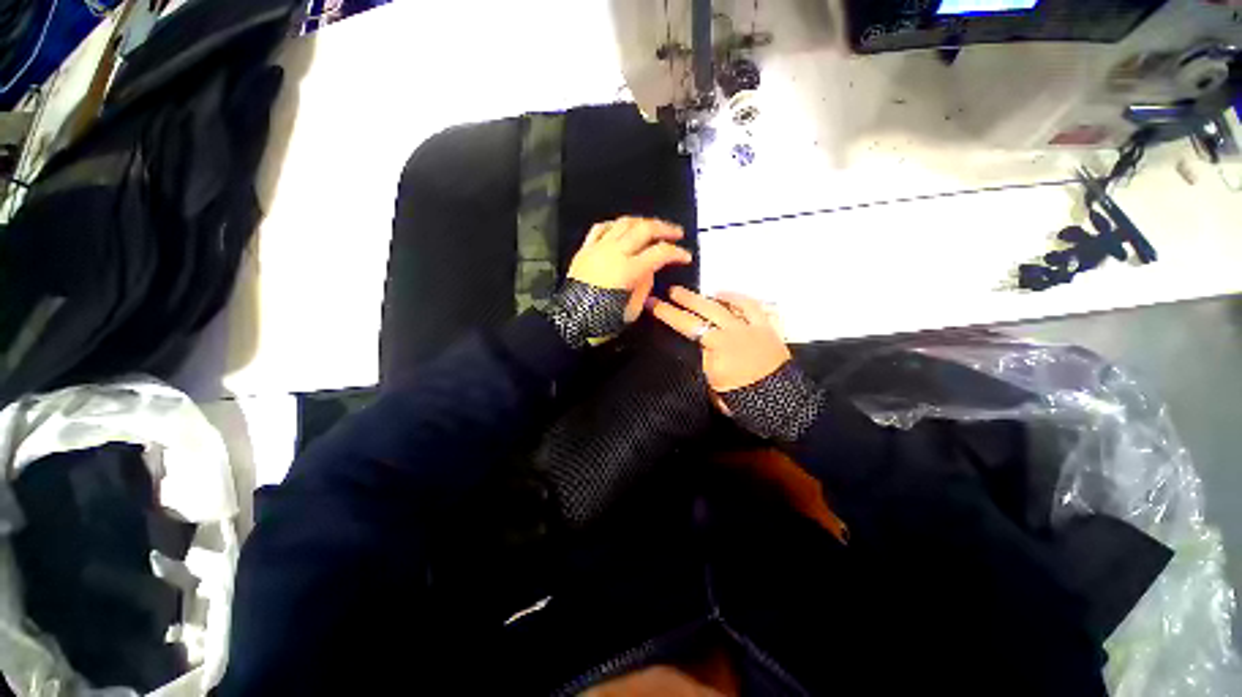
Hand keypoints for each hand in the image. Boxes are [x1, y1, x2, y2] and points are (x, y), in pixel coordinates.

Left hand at [569, 217, 692, 321]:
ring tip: (653, 228)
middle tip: (677, 233)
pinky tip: (623, 228)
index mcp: (628, 270)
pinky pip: (601, 228)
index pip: (659, 253)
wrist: (569, 320)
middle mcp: (614, 252)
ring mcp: (598, 247)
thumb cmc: (601, 321)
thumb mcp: (631, 311)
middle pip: (644, 229)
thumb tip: (649, 270)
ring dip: (643, 222)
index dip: (676, 253)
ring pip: (624, 223)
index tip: (686, 257)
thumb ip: (644, 287)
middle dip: (664, 228)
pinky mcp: (585, 249)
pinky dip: (616, 224)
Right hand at [649, 287, 791, 392]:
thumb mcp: (713, 388)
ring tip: (695, 293)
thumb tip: (698, 352)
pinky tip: (724, 295)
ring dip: (706, 297)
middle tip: (670, 291)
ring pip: (724, 305)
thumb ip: (704, 366)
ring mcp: (749, 327)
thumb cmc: (744, 401)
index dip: (667, 314)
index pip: (686, 326)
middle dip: (684, 300)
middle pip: (703, 310)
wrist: (784, 404)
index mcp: (715, 349)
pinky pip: (750, 306)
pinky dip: (736, 298)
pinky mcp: (765, 327)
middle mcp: (730, 332)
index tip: (652, 304)